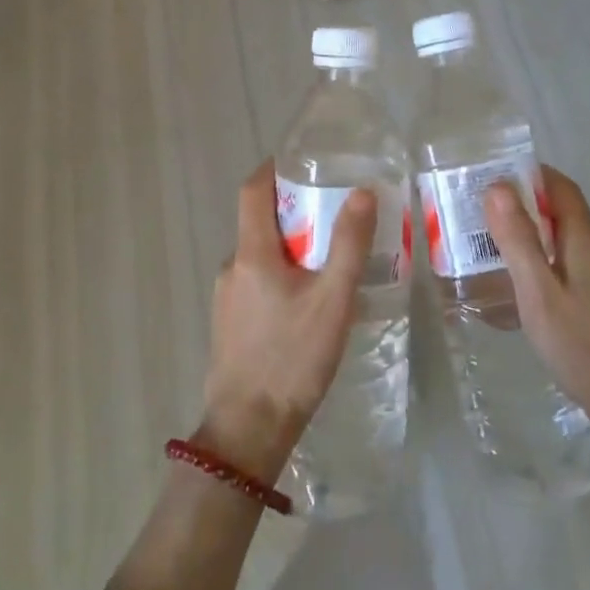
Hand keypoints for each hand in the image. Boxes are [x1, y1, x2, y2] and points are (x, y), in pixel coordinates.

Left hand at [197, 162, 375, 484]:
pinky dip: (280, 275)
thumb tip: (362, 192)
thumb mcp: (333, 300)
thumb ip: (348, 245)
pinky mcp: (229, 323)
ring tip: (329, 258)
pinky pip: (255, 282)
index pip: (252, 191)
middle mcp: (232, 267)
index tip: (300, 160)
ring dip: (289, 247)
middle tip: (333, 212)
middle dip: (293, 211)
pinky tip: (308, 300)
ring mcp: (226, 297)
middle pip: (259, 222)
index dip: (273, 169)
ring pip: (259, 255)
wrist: (248, 429)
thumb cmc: (292, 358)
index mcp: (252, 253)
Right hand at [485, 166, 589, 477]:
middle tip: (481, 211)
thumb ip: (518, 240)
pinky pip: (565, 267)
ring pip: (563, 241)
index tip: (494, 174)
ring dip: (530, 233)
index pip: (561, 188)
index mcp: (584, 241)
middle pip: (562, 212)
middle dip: (524, 203)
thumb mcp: (539, 291)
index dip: (531, 174)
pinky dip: (539, 262)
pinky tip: (518, 287)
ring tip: (490, 245)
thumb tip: (497, 187)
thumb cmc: (583, 345)